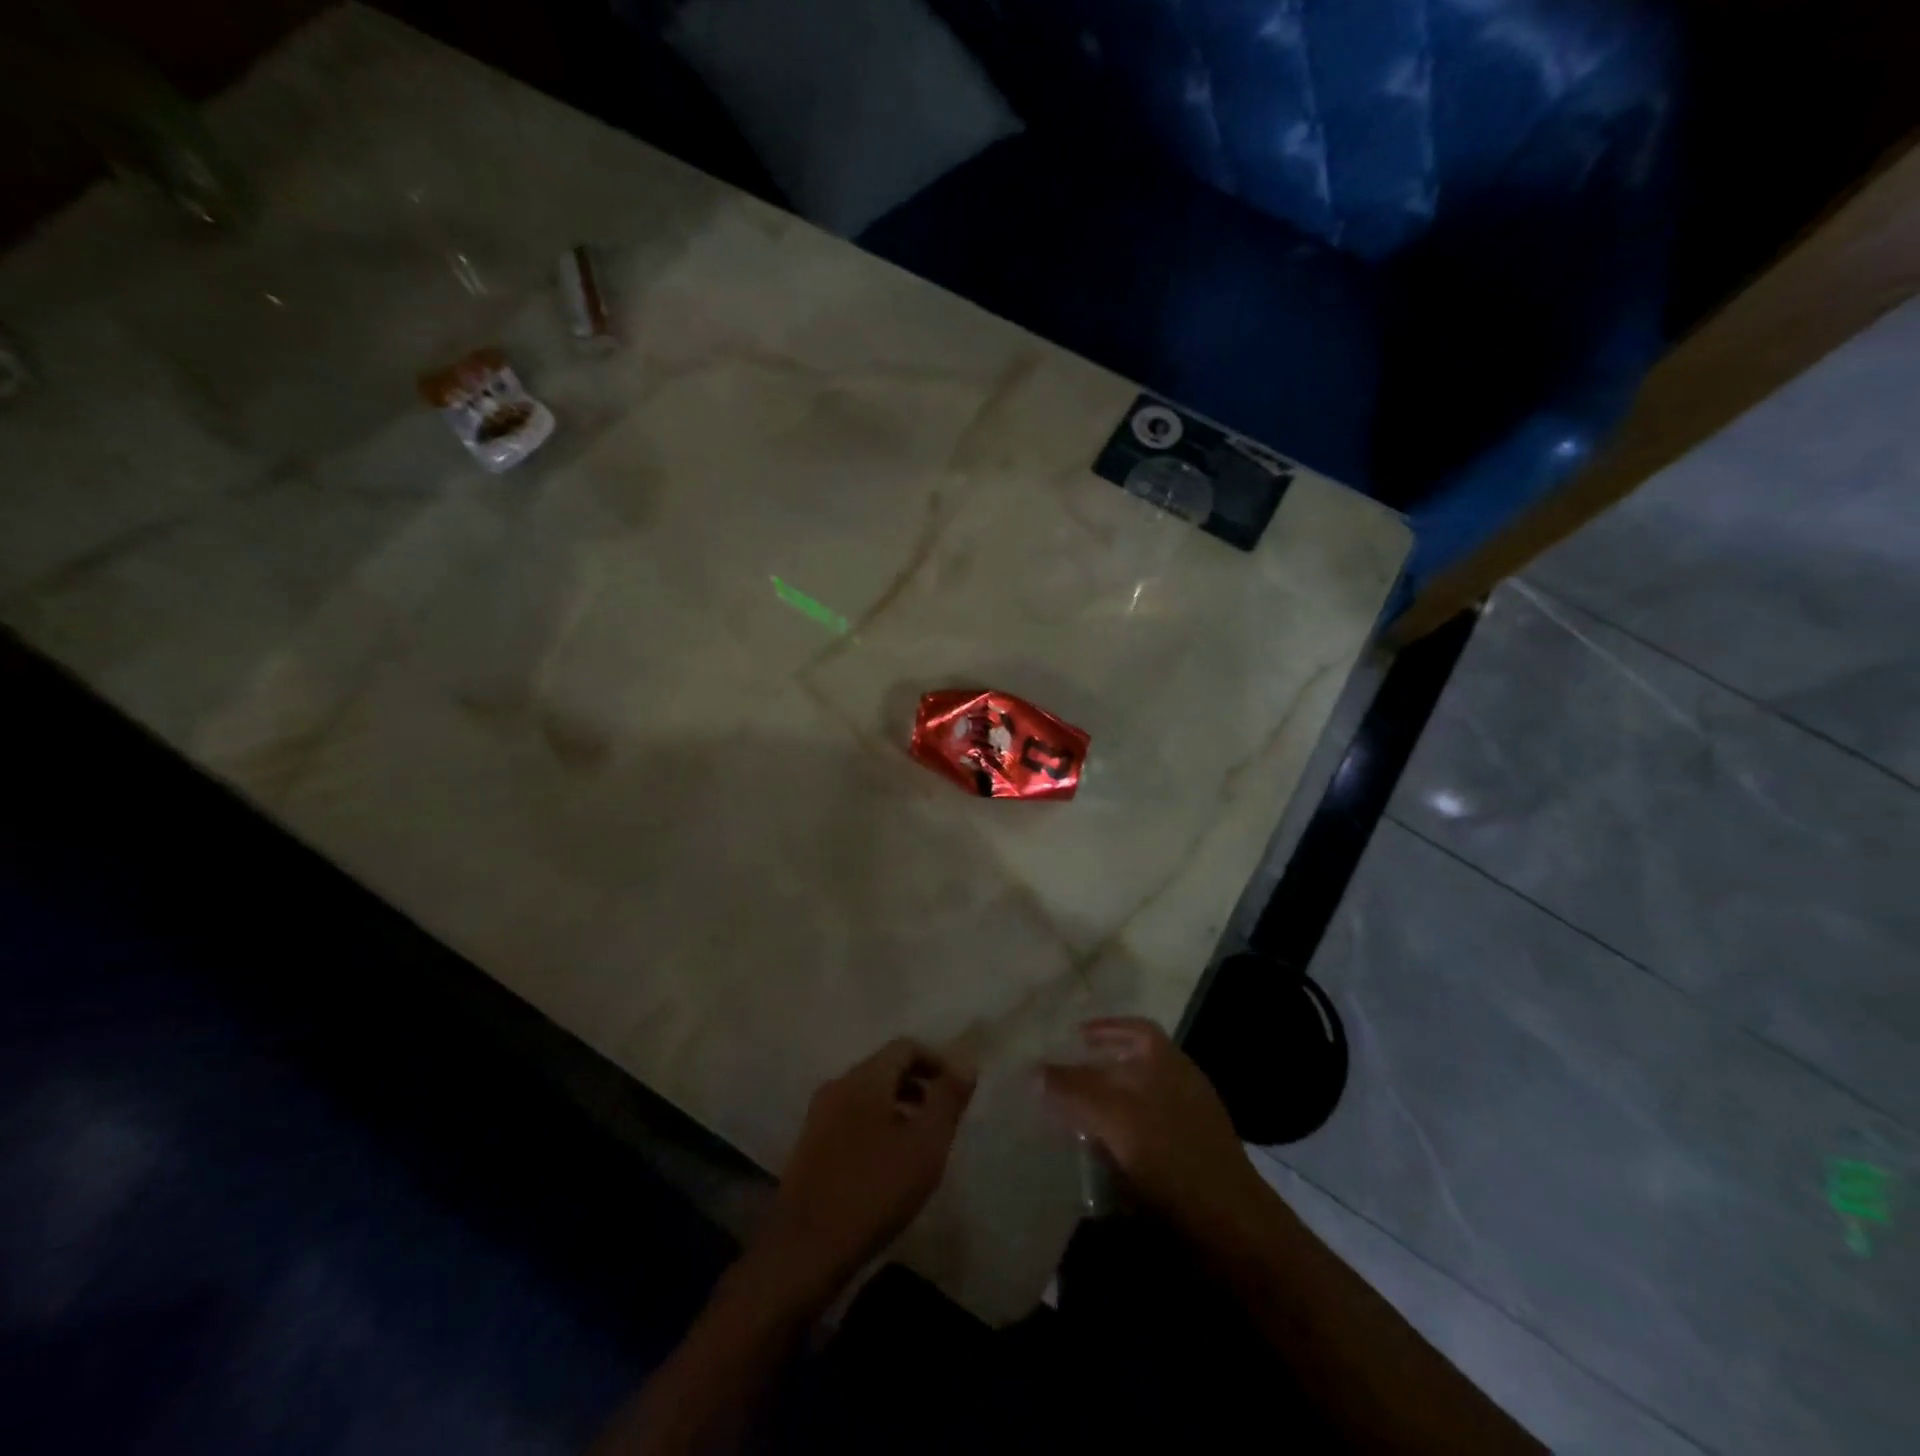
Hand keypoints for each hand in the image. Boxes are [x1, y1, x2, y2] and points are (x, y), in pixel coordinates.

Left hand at [751, 1038, 974, 1308]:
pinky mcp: (809, 1144)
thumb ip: (947, 1100)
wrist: (805, 1250)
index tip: (957, 1090)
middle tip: (942, 1116)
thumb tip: (966, 1063)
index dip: (936, 1061)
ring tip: (919, 1141)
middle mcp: (838, 1085)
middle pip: (884, 1067)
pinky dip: (876, 1124)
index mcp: (864, 1078)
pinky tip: (887, 1162)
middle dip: (917, 1084)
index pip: (905, 1047)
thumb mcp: (925, 1145)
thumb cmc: (874, 1191)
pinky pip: (851, 1116)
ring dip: (897, 1105)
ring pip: (867, 1094)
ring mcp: (819, 1114)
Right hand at [1041, 1017, 1265, 1236]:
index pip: (1136, 1029)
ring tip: (1074, 1117)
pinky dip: (1123, 1138)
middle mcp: (1181, 1085)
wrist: (1230, 1228)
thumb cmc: (1171, 1156)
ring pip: (1141, 1102)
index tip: (1075, 1037)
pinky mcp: (1190, 1161)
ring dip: (1109, 1106)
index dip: (1106, 1028)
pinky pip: (1148, 1136)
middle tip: (1064, 1080)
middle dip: (1100, 1070)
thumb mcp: (1114, 1117)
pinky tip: (1101, 1156)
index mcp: (1169, 1062)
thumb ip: (1074, 1089)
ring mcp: (1189, 1124)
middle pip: (1136, 1065)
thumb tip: (1035, 1070)